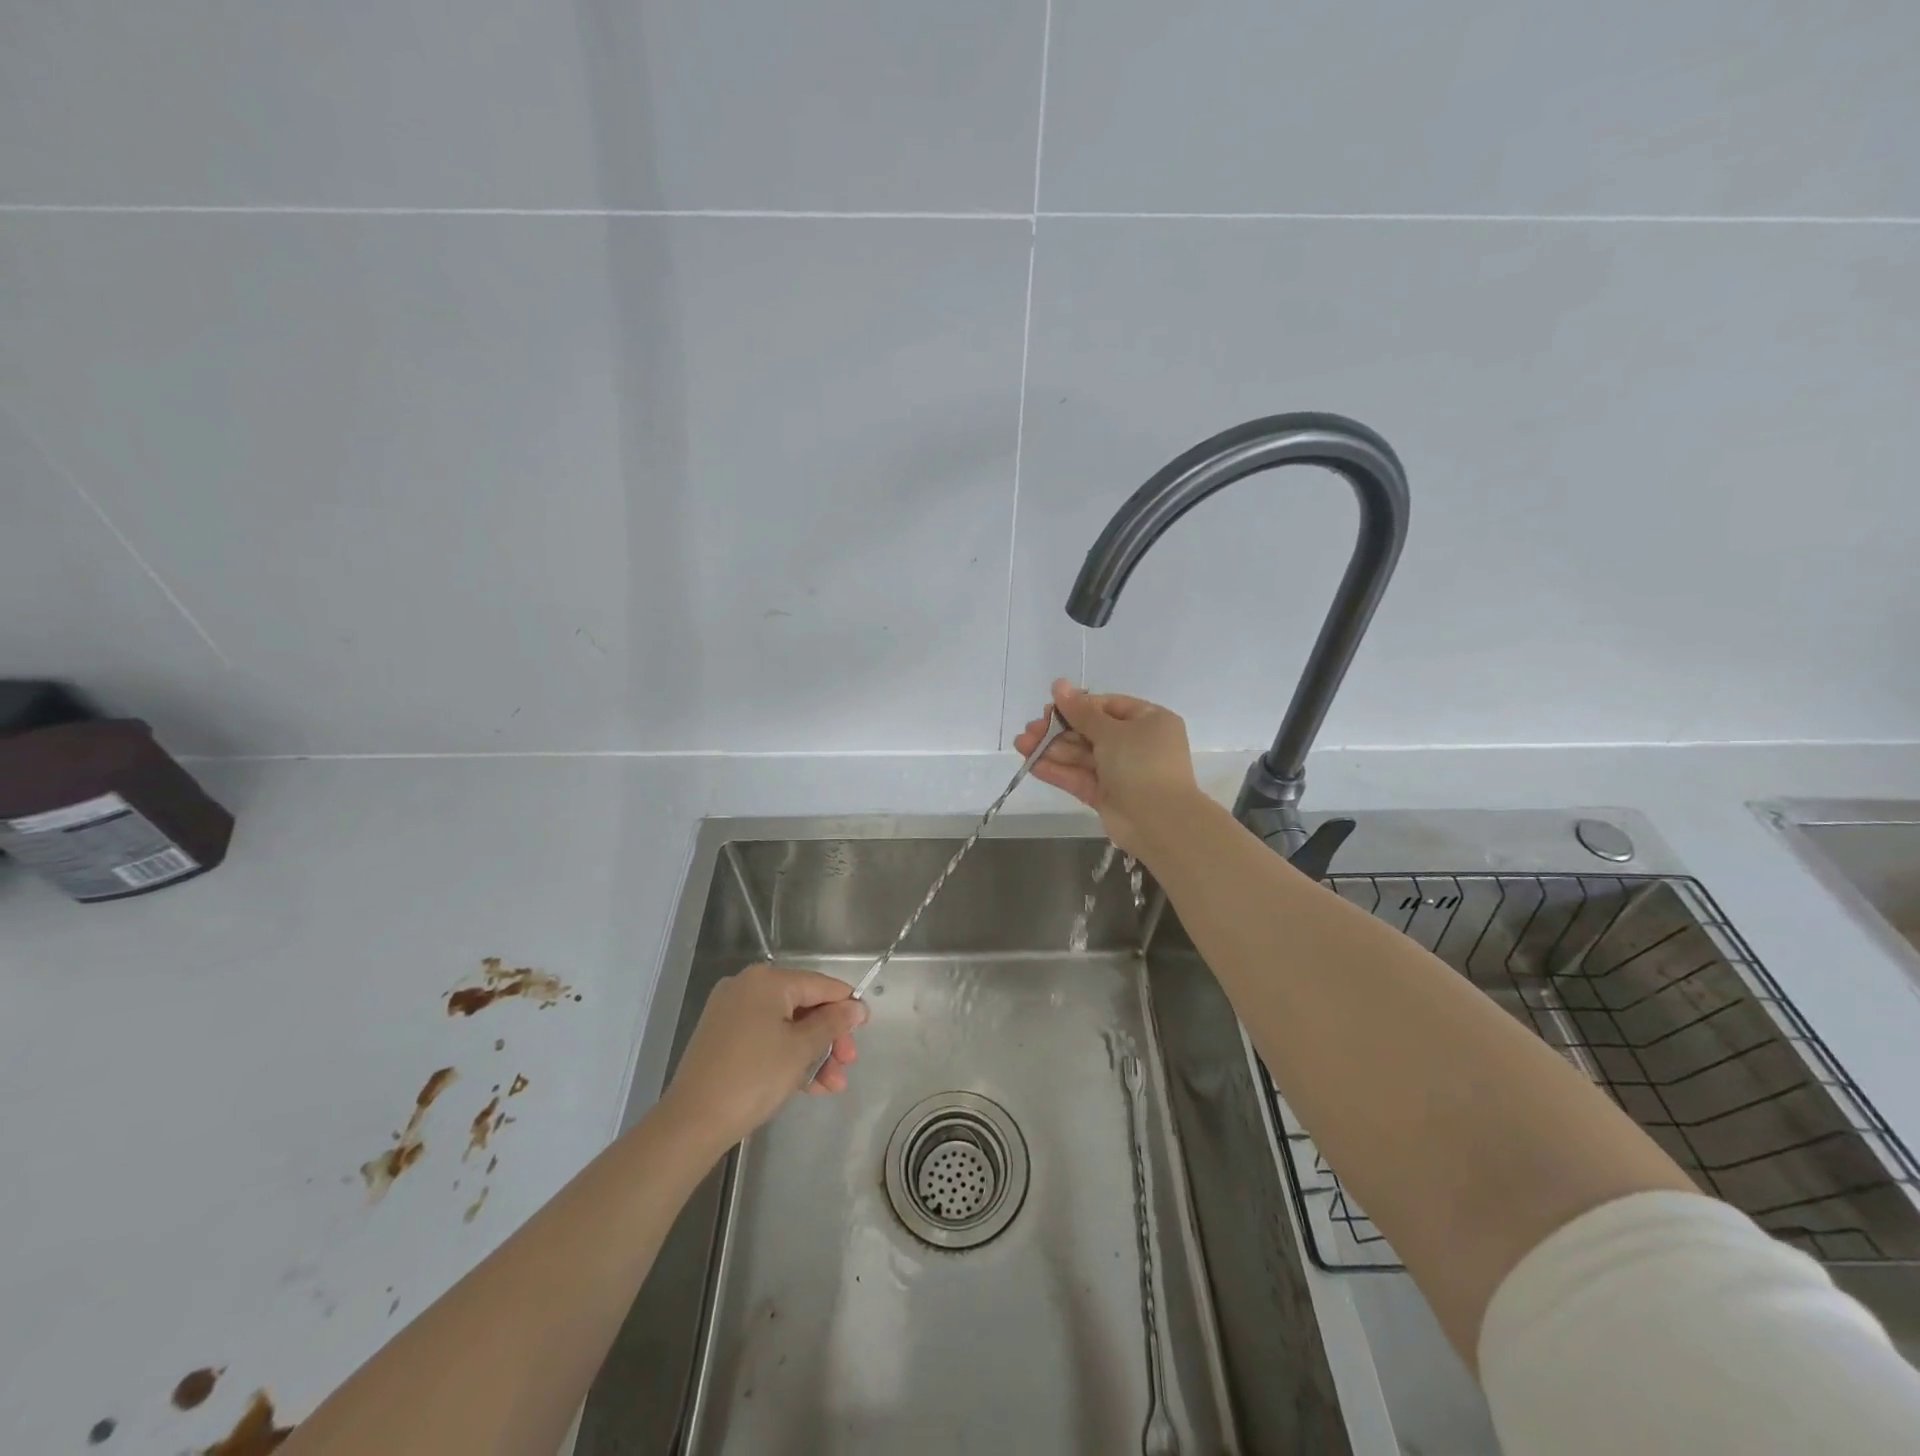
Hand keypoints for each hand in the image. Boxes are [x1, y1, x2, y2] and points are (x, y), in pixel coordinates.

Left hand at [657, 965, 867, 1150]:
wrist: (692, 1122)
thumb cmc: (753, 1078)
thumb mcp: (801, 1050)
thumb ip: (832, 1024)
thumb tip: (856, 1007)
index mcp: (767, 980)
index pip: (820, 984)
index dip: (846, 1005)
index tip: (866, 1029)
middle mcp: (747, 987)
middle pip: (803, 1005)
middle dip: (829, 1037)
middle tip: (847, 1065)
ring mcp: (732, 1012)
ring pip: (786, 1025)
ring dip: (812, 1053)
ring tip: (832, 1086)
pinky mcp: (723, 1036)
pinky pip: (766, 1037)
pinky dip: (788, 1056)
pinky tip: (809, 1085)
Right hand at [1013, 680, 1203, 858]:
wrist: (1160, 822)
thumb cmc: (1142, 764)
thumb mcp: (1112, 731)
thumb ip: (1081, 711)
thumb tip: (1059, 684)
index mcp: (1148, 721)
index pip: (1107, 706)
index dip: (1077, 706)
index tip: (1049, 708)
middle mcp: (1136, 744)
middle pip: (1091, 731)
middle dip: (1058, 731)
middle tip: (1029, 730)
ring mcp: (1121, 772)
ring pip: (1082, 756)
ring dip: (1052, 750)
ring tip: (1021, 745)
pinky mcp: (1107, 795)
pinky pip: (1080, 777)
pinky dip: (1057, 771)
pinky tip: (1031, 764)